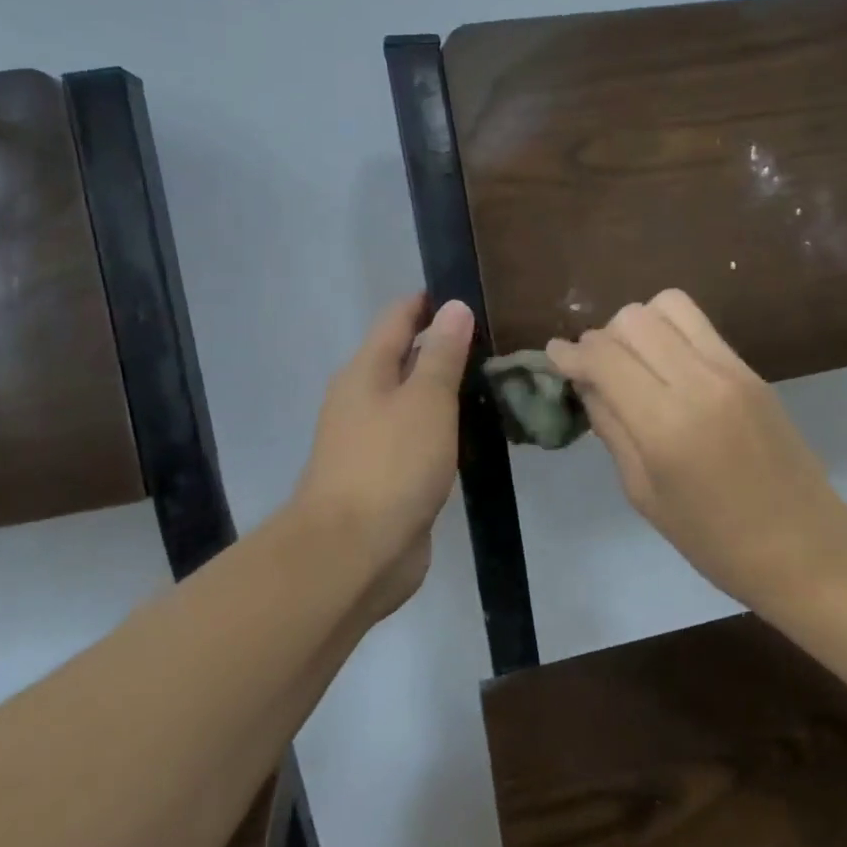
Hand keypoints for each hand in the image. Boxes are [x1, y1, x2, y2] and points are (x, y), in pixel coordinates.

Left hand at [293, 294, 473, 620]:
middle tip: (493, 339)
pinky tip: (472, 432)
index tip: (467, 294)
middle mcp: (363, 401)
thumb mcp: (426, 401)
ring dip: (443, 390)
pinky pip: (418, 438)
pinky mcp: (387, 478)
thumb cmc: (391, 465)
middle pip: (403, 359)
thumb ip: (442, 355)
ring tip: (491, 381)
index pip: (397, 319)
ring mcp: (372, 442)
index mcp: (365, 373)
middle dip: (441, 346)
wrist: (354, 552)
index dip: (428, 303)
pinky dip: (442, 428)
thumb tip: (453, 307)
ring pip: (412, 402)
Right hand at [547, 289, 846, 605]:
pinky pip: (701, 326)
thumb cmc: (714, 540)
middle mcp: (699, 382)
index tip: (554, 356)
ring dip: (639, 325)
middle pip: (634, 319)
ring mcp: (732, 369)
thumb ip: (612, 429)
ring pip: (669, 305)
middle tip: (597, 370)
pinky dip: (671, 332)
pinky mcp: (752, 369)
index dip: (571, 353)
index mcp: (666, 425)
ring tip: (634, 361)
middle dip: (603, 337)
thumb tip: (588, 383)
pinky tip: (667, 367)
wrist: (803, 545)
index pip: (605, 357)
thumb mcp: (644, 494)